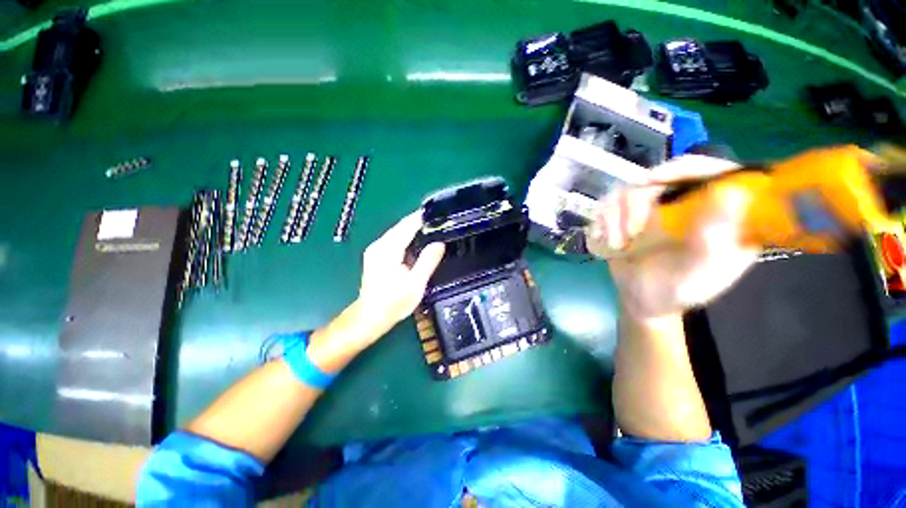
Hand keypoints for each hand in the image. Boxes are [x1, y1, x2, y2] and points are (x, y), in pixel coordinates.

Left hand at [357, 211, 445, 334]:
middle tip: (439, 221)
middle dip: (420, 222)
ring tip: (433, 229)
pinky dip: (408, 238)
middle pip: (402, 226)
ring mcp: (376, 249)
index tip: (438, 213)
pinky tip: (419, 242)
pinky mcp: (376, 254)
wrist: (370, 316)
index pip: (407, 225)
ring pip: (398, 232)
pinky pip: (395, 239)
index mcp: (388, 250)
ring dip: (414, 229)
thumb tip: (439, 243)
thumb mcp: (416, 285)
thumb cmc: (393, 303)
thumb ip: (428, 261)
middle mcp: (379, 245)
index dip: (422, 217)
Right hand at [587, 155, 760, 320]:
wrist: (643, 298)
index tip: (655, 180)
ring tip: (619, 244)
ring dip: (615, 218)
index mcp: (718, 210)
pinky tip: (605, 241)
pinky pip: (606, 205)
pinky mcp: (626, 215)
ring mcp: (653, 206)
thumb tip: (731, 194)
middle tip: (632, 231)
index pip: (709, 171)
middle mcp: (685, 201)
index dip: (684, 168)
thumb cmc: (679, 289)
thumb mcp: (702, 272)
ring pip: (627, 191)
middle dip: (637, 204)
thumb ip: (715, 240)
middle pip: (659, 177)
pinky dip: (601, 222)